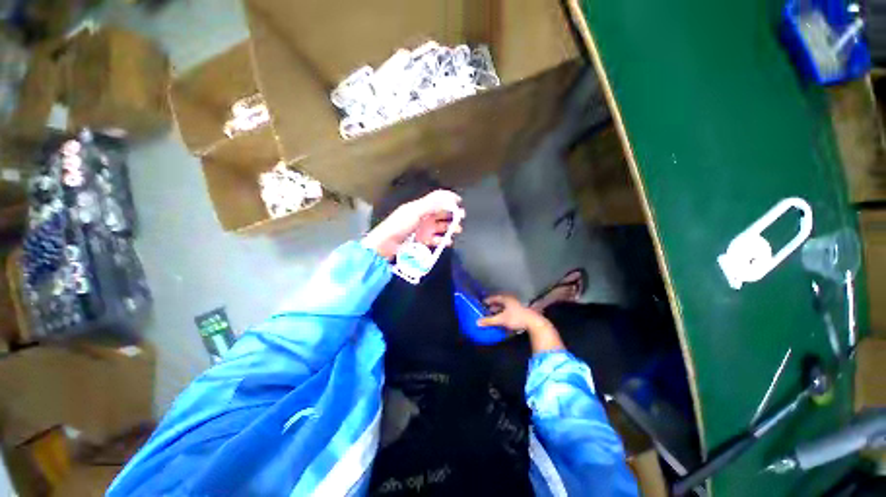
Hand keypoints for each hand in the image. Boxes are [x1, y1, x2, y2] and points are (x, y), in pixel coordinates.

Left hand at [362, 189, 464, 259]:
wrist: (385, 245)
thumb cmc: (399, 225)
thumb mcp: (414, 212)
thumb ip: (431, 205)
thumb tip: (449, 199)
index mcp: (420, 206)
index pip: (437, 198)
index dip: (448, 198)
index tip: (460, 202)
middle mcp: (424, 216)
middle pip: (441, 213)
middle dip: (452, 214)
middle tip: (462, 218)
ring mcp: (423, 229)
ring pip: (440, 226)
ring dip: (449, 228)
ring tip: (457, 231)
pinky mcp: (422, 240)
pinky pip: (436, 239)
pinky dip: (442, 240)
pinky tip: (448, 242)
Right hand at [478, 295, 564, 352]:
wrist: (534, 323)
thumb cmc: (516, 318)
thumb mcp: (501, 320)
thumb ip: (489, 320)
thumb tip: (477, 322)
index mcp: (506, 299)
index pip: (495, 297)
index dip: (488, 300)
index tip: (483, 302)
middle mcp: (512, 300)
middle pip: (500, 302)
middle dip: (493, 306)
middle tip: (487, 309)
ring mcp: (517, 306)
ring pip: (506, 307)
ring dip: (499, 310)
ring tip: (494, 315)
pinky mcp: (522, 312)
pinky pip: (510, 311)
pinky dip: (505, 314)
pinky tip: (503, 319)